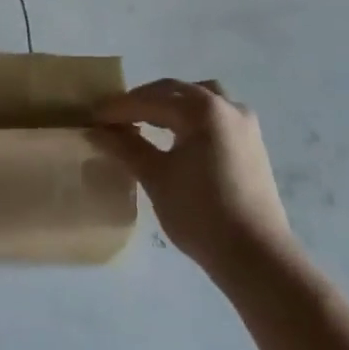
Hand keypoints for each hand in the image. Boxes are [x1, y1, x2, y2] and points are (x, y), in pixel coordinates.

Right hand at [94, 80, 294, 281]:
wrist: (257, 257)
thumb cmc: (201, 214)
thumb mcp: (157, 178)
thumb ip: (127, 148)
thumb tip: (97, 131)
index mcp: (202, 109)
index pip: (150, 101)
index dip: (119, 108)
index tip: (92, 117)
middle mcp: (226, 105)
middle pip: (176, 92)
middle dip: (143, 102)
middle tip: (114, 118)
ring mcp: (244, 123)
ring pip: (199, 99)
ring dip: (171, 104)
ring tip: (146, 121)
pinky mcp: (252, 143)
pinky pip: (215, 115)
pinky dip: (191, 117)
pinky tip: (177, 135)